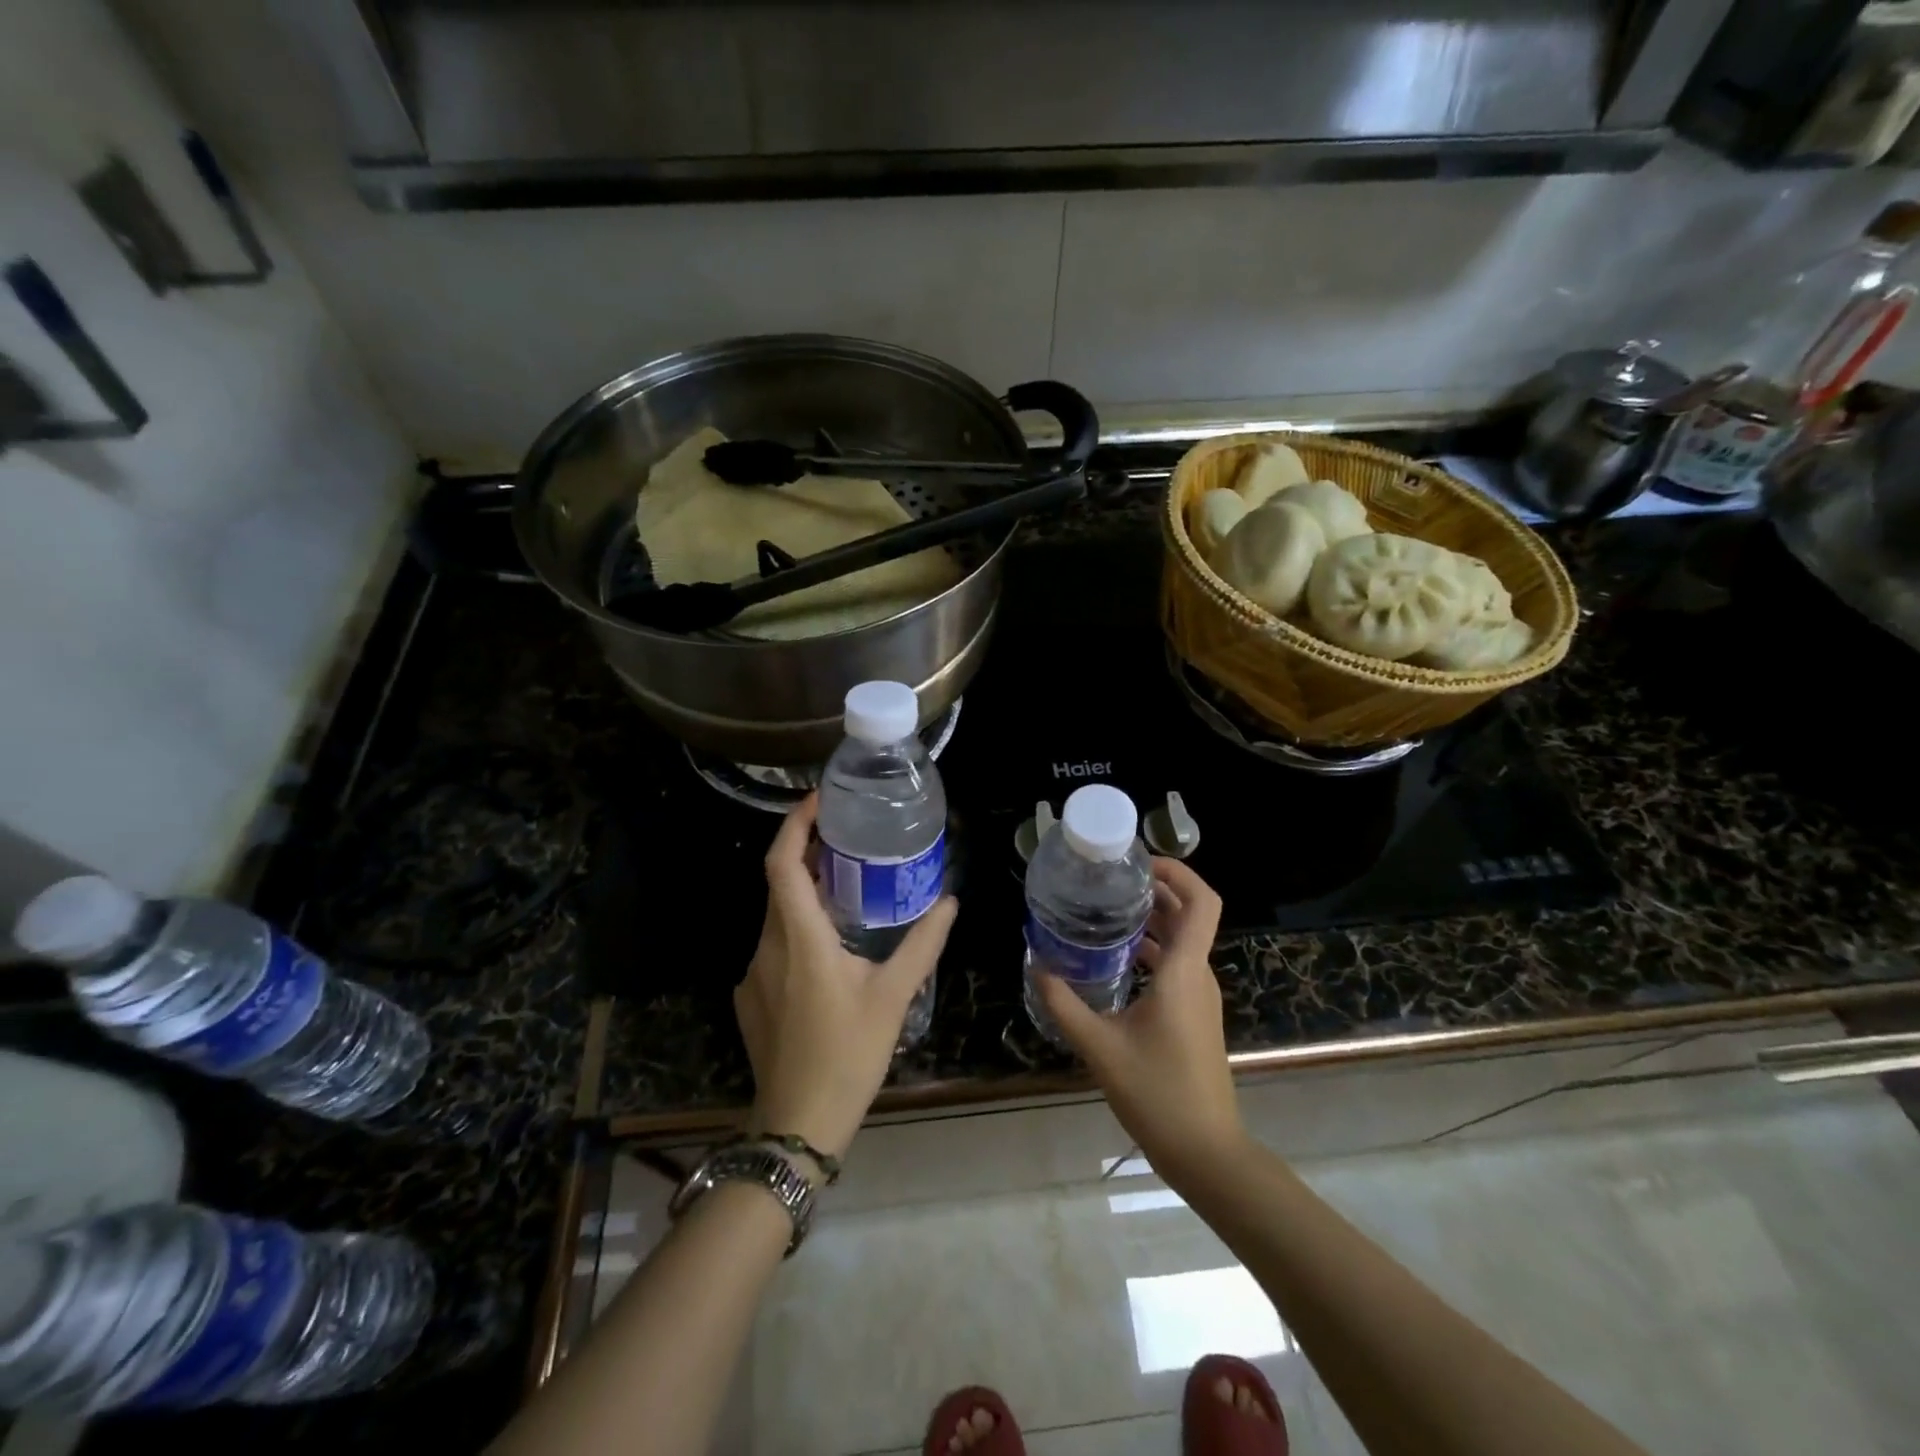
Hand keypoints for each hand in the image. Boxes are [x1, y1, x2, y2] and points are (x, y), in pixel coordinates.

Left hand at [734, 794, 956, 1164]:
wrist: (798, 1123)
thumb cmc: (849, 1053)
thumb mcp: (894, 995)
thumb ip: (923, 944)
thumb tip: (950, 902)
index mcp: (799, 939)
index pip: (782, 864)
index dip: (794, 825)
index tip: (818, 801)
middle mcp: (767, 947)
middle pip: (778, 883)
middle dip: (806, 854)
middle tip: (845, 838)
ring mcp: (753, 973)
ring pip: (776, 915)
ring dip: (803, 893)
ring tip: (844, 886)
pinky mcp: (750, 996)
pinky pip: (772, 944)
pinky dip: (796, 927)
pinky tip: (828, 946)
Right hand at [1038, 858, 1244, 1174]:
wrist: (1205, 1151)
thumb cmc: (1156, 1094)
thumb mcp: (1099, 1046)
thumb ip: (1064, 1004)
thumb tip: (1037, 966)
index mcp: (1184, 972)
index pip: (1202, 901)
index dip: (1178, 871)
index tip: (1138, 864)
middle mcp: (1199, 975)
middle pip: (1189, 913)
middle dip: (1155, 890)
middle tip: (1109, 882)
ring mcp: (1200, 996)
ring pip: (1183, 940)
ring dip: (1152, 920)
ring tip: (1105, 913)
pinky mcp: (1195, 1014)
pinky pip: (1178, 964)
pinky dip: (1152, 950)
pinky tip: (1115, 959)